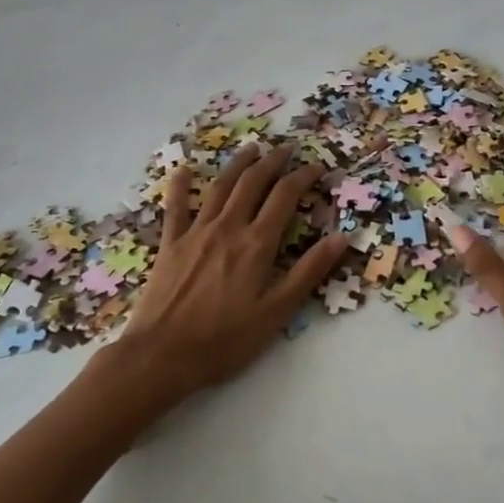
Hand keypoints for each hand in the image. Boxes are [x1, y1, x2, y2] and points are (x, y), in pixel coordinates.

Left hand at [99, 142, 347, 408]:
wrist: (162, 355)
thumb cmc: (225, 340)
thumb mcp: (277, 312)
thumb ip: (308, 272)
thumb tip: (341, 237)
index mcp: (256, 244)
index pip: (284, 197)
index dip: (302, 177)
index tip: (316, 167)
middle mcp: (228, 228)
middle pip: (253, 183)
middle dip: (273, 161)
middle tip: (287, 147)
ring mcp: (196, 232)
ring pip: (220, 186)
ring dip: (238, 164)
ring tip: (251, 148)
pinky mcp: (170, 244)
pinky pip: (176, 207)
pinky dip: (181, 185)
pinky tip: (183, 169)